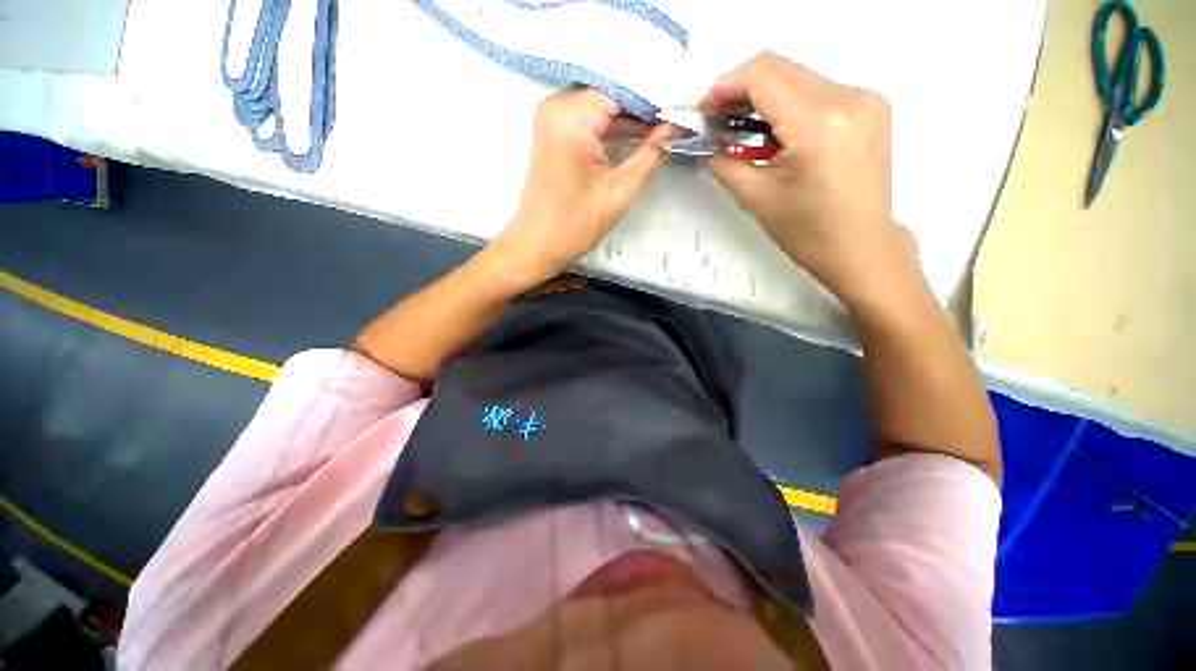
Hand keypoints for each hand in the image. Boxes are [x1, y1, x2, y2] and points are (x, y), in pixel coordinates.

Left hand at [491, 87, 672, 287]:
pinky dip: (611, 125)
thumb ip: (651, 155)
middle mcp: (556, 106)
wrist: (537, 244)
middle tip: (675, 119)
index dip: (655, 98)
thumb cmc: (576, 225)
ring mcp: (551, 116)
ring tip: (662, 128)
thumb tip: (676, 127)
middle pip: (611, 92)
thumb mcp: (620, 192)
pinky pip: (588, 116)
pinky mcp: (552, 130)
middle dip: (643, 106)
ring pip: (601, 103)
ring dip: (629, 116)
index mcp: (571, 119)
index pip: (623, 88)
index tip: (682, 110)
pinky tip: (636, 134)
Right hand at [702, 52, 918, 312]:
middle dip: (741, 90)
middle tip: (719, 121)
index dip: (725, 85)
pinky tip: (779, 134)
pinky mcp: (871, 106)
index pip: (762, 76)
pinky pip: (819, 90)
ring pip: (799, 77)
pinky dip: (790, 104)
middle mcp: (847, 98)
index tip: (706, 111)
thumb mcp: (756, 198)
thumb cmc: (806, 232)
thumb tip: (707, 143)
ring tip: (746, 132)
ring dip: (765, 98)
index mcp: (817, 125)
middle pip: (781, 68)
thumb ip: (725, 163)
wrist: (861, 247)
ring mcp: (865, 98)